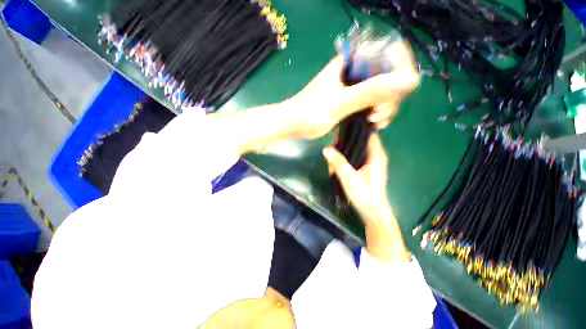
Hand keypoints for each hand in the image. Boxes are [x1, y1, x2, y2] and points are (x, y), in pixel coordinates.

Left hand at [286, 40, 418, 138]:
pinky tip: (373, 124)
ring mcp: (351, 87)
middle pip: (387, 75)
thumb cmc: (310, 113)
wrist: (291, 124)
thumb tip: (411, 80)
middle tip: (378, 117)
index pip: (389, 52)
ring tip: (375, 123)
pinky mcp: (348, 100)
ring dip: (384, 107)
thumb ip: (371, 92)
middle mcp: (353, 71)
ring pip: (379, 91)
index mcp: (350, 62)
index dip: (400, 70)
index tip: (395, 94)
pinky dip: (375, 112)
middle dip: (390, 97)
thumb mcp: (340, 103)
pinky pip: (370, 102)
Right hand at [322, 133, 409, 262]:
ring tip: (331, 166)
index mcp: (376, 155)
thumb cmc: (365, 195)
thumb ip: (338, 163)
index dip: (354, 129)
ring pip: (352, 151)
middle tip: (330, 152)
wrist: (372, 213)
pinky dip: (342, 162)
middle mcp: (373, 155)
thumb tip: (326, 148)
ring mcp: (368, 162)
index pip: (367, 134)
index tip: (339, 130)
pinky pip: (351, 159)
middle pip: (357, 141)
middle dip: (343, 146)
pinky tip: (334, 170)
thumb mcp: (349, 178)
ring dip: (341, 156)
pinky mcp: (363, 168)